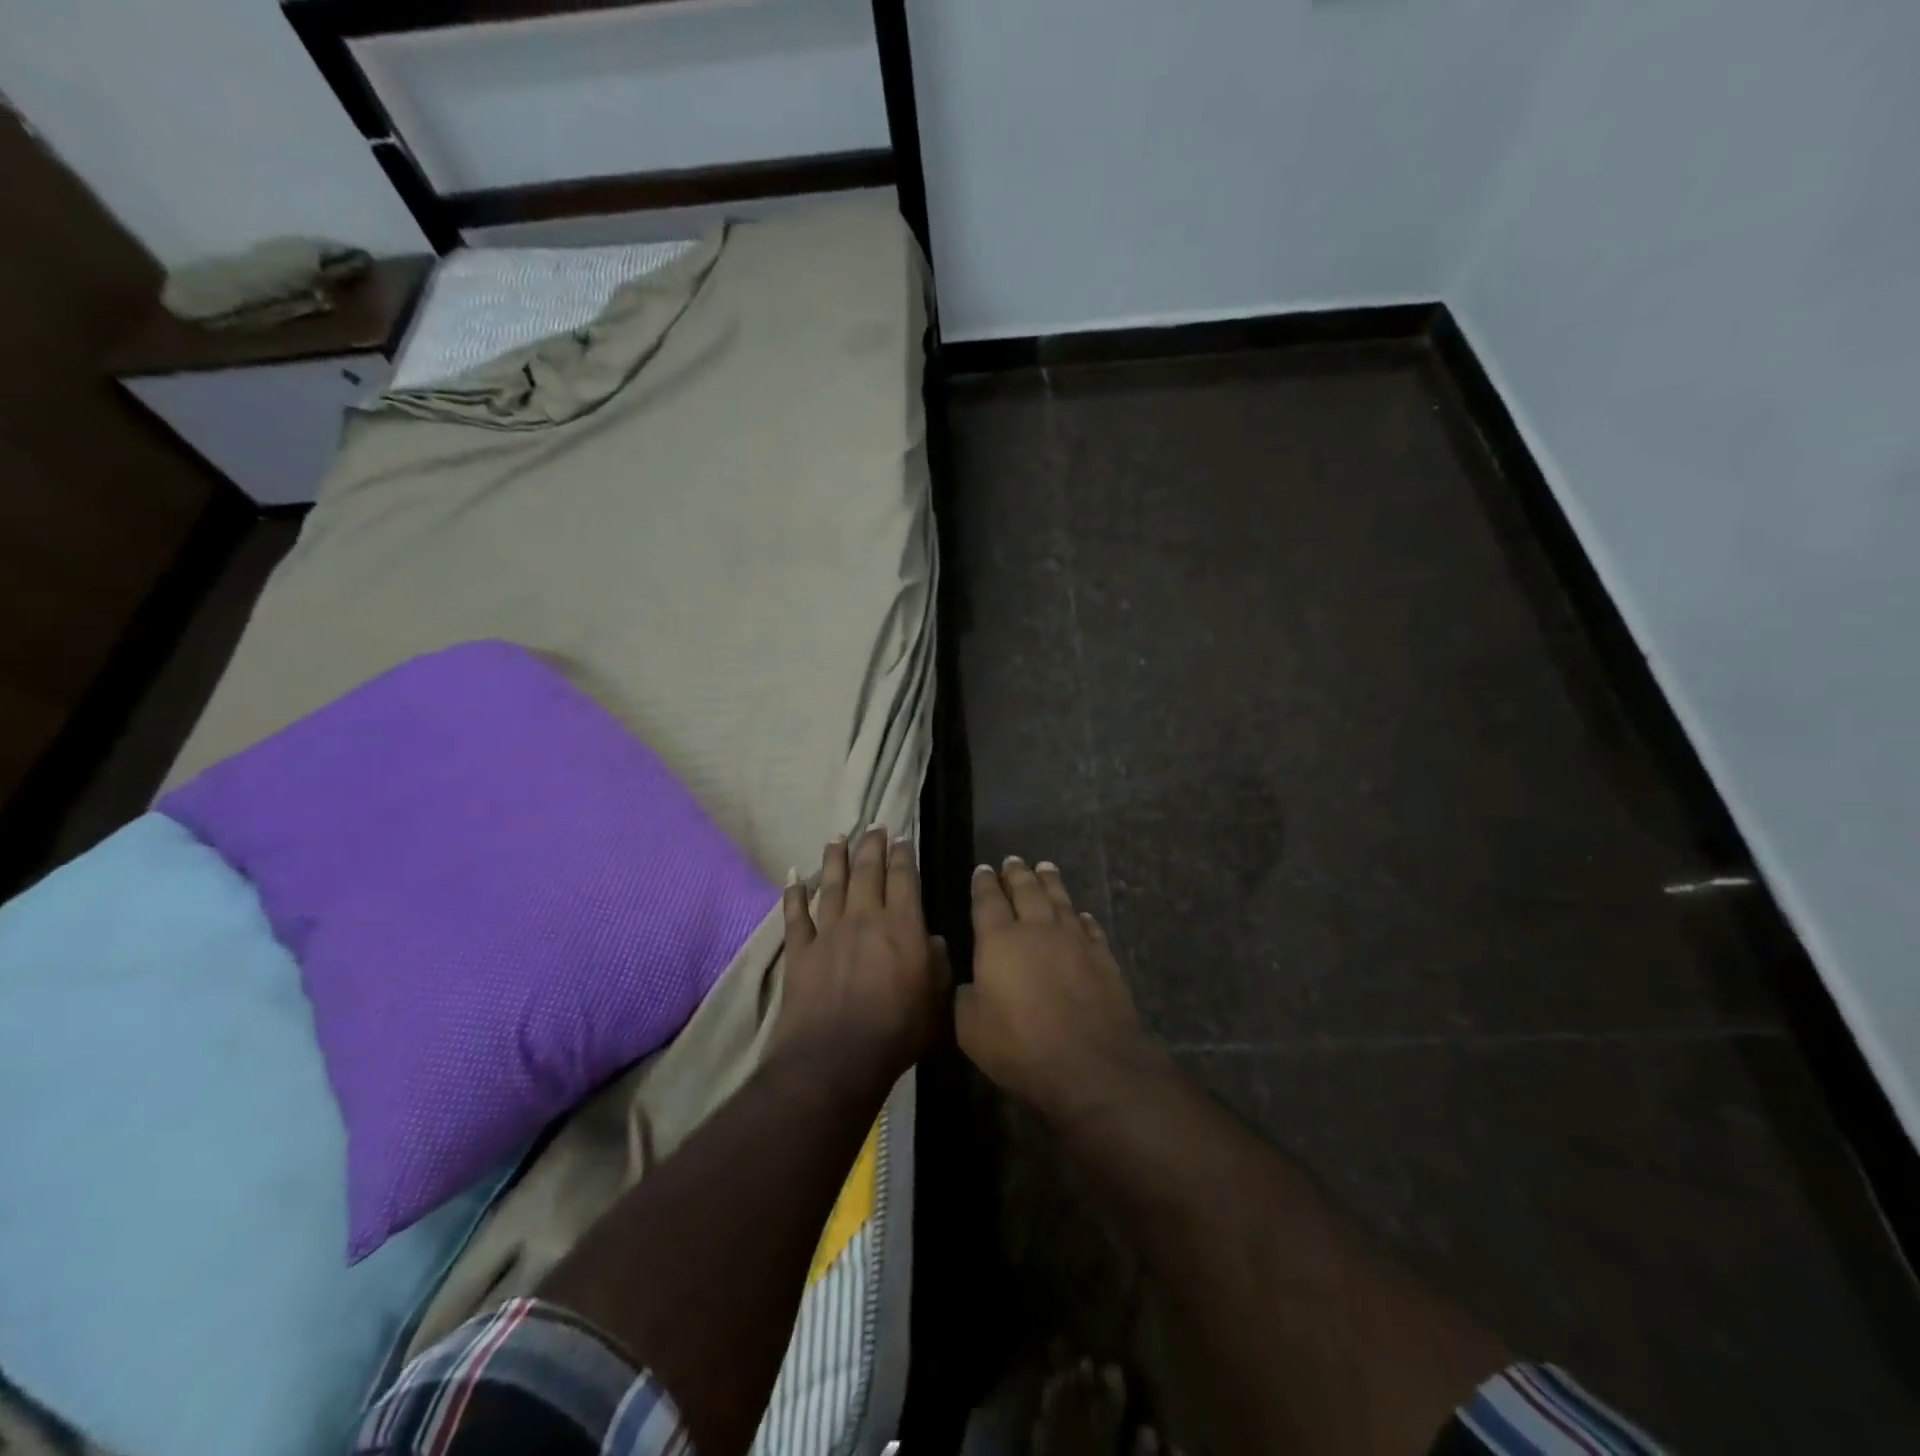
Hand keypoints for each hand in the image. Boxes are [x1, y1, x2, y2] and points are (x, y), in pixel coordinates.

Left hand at [778, 828, 944, 1093]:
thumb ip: (938, 965)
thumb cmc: (896, 1033)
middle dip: (872, 845)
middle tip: (873, 826)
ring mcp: (829, 932)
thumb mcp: (936, 1002)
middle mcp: (864, 918)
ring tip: (837, 837)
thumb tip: (934, 940)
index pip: (903, 878)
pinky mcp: (800, 950)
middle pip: (867, 871)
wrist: (836, 1059)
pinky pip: (796, 914)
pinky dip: (793, 894)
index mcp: (902, 926)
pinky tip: (793, 876)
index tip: (902, 838)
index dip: (903, 855)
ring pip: (832, 883)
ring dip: (835, 858)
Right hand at [956, 857, 1157, 1125]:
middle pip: (1026, 890)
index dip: (984, 883)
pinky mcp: (1102, 956)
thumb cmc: (1020, 1046)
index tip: (984, 869)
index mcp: (999, 940)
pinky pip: (1089, 926)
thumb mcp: (971, 1030)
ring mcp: (1074, 939)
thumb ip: (964, 999)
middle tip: (1013, 860)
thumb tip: (970, 984)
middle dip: (1017, 873)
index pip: (988, 900)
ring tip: (1045, 867)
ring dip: (1050, 881)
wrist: (1089, 1063)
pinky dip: (1082, 917)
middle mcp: (1037, 928)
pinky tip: (1081, 914)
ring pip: (1059, 899)